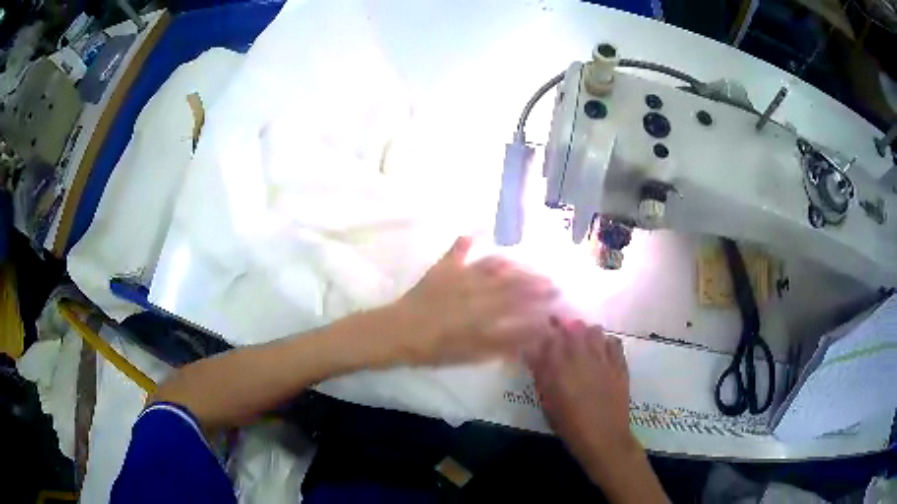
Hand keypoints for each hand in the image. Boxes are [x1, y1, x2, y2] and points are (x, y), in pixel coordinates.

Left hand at [384, 236, 560, 365]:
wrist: (397, 332)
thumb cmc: (434, 349)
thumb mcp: (471, 354)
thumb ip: (503, 344)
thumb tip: (529, 334)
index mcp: (484, 311)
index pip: (519, 301)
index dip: (539, 298)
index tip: (557, 295)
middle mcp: (476, 289)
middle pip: (511, 282)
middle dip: (534, 280)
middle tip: (552, 279)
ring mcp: (459, 276)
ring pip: (492, 265)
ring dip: (512, 264)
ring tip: (527, 264)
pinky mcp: (442, 269)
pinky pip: (457, 251)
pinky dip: (467, 241)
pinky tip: (477, 232)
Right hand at [525, 322, 636, 478]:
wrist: (604, 437)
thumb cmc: (570, 425)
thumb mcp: (547, 403)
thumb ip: (541, 375)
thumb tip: (533, 353)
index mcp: (560, 368)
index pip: (550, 337)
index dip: (546, 335)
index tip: (544, 339)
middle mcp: (582, 357)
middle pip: (574, 327)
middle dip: (566, 330)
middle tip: (563, 341)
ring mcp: (604, 359)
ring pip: (595, 330)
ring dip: (586, 334)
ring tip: (583, 345)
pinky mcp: (620, 364)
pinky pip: (614, 342)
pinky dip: (606, 342)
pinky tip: (602, 353)